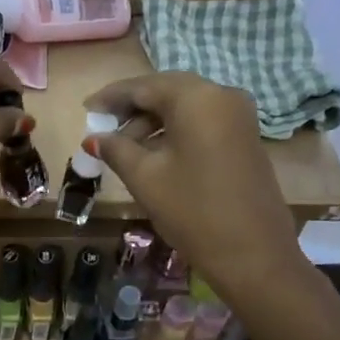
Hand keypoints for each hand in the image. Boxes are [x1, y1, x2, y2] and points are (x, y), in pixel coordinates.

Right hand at [84, 72, 303, 298]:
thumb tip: (94, 137)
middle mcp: (222, 95)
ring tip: (124, 150)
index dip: (111, 97)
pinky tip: (154, 155)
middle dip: (132, 109)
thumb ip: (116, 149)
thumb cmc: (192, 210)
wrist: (252, 253)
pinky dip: (174, 131)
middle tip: (102, 129)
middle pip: (167, 91)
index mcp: (196, 97)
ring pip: (185, 107)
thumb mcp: (145, 177)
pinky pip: (202, 122)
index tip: (86, 109)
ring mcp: (239, 116)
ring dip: (152, 123)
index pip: (144, 86)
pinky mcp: (245, 137)